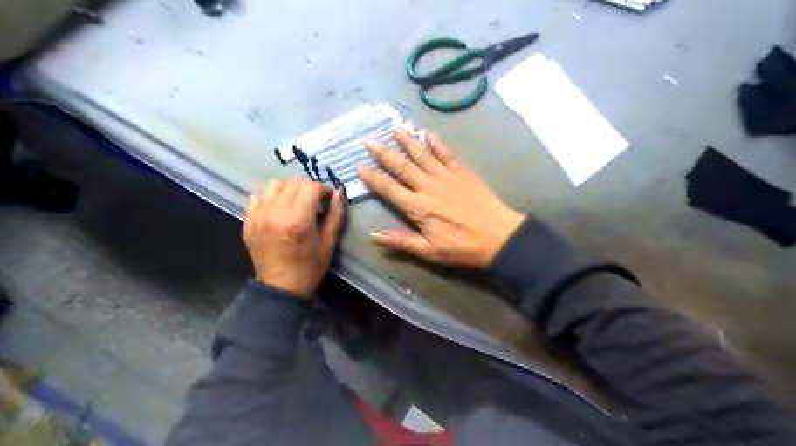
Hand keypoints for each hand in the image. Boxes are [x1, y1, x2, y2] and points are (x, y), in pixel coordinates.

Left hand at [245, 179, 346, 299]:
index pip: (311, 187)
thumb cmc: (310, 267)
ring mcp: (259, 216)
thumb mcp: (329, 242)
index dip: (323, 189)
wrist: (280, 287)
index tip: (328, 199)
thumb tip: (338, 192)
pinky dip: (270, 198)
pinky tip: (279, 209)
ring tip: (296, 202)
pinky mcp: (248, 222)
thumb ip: (336, 215)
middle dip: (308, 188)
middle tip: (314, 201)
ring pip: (274, 185)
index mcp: (298, 220)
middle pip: (293, 183)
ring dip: (289, 189)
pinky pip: (257, 197)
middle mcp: (276, 213)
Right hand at [357, 129, 527, 267]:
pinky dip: (437, 143)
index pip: (389, 189)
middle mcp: (428, 187)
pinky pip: (447, 154)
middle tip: (369, 140)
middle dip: (384, 153)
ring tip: (395, 129)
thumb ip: (402, 241)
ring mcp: (446, 177)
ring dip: (407, 141)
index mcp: (418, 208)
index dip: (373, 178)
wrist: (499, 237)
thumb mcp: (430, 252)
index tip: (359, 167)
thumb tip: (374, 236)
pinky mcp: (462, 172)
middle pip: (402, 167)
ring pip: (422, 155)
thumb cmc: (462, 247)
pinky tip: (428, 134)